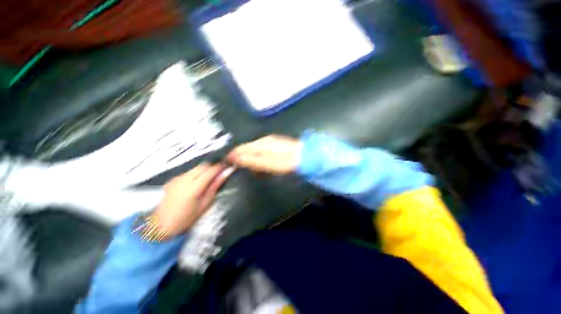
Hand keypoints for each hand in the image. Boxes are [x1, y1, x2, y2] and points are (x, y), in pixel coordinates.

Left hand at [153, 163, 233, 237]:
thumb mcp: (204, 204)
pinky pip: (188, 172)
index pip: (210, 171)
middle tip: (218, 174)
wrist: (161, 225)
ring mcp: (177, 178)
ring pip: (195, 168)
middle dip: (212, 167)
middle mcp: (184, 180)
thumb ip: (214, 187)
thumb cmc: (186, 218)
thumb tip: (224, 175)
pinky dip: (195, 174)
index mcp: (193, 188)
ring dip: (204, 171)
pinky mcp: (172, 179)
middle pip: (202, 166)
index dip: (220, 167)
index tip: (227, 166)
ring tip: (206, 180)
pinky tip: (194, 184)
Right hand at [227, 135, 300, 174]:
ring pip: (255, 150)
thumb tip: (232, 157)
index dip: (233, 156)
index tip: (228, 165)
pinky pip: (263, 152)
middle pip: (248, 148)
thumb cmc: (285, 162)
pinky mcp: (277, 146)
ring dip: (252, 160)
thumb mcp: (266, 163)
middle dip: (242, 158)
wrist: (306, 158)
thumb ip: (249, 160)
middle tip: (241, 169)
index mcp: (260, 143)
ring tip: (252, 169)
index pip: (241, 148)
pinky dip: (260, 159)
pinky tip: (263, 165)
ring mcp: (271, 142)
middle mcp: (264, 140)